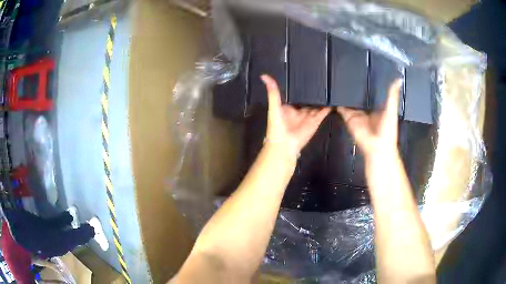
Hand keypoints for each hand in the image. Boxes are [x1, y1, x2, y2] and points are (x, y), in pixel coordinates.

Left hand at [261, 75, 330, 157]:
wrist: (285, 144)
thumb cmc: (277, 126)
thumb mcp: (274, 107)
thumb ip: (273, 92)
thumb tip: (264, 75)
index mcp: (288, 106)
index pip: (294, 92)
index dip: (298, 84)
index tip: (303, 72)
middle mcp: (299, 109)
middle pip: (307, 97)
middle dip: (312, 89)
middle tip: (319, 75)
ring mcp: (309, 115)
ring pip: (316, 103)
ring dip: (321, 96)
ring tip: (329, 83)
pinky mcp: (316, 120)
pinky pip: (324, 112)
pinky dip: (329, 106)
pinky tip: (334, 97)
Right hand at [337, 79, 402, 158]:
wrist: (378, 147)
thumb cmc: (388, 132)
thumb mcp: (392, 109)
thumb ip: (393, 94)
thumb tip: (398, 80)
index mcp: (379, 109)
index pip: (373, 94)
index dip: (369, 85)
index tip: (366, 74)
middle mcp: (367, 111)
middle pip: (360, 98)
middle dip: (355, 89)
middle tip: (350, 75)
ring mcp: (358, 115)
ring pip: (350, 102)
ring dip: (346, 95)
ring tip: (340, 81)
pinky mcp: (349, 119)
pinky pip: (342, 110)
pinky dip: (338, 103)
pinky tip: (335, 94)